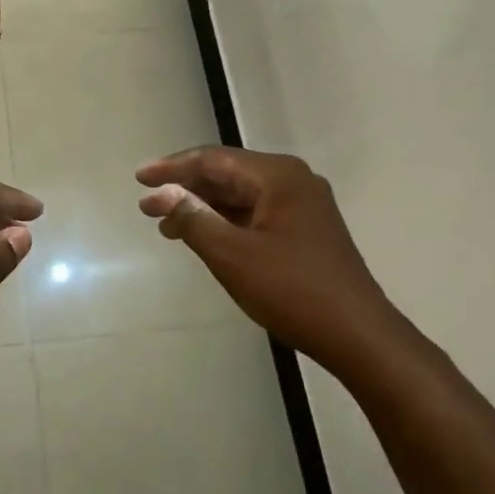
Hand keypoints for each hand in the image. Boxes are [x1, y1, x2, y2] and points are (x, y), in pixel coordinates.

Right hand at [137, 147, 396, 366]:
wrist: (356, 334)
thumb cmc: (291, 289)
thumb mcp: (231, 254)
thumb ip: (193, 218)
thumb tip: (159, 193)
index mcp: (278, 176)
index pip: (214, 159)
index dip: (173, 168)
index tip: (139, 178)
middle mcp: (293, 181)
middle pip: (228, 174)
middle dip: (186, 188)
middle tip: (148, 205)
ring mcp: (303, 206)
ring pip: (241, 196)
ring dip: (204, 207)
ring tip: (167, 225)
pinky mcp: (306, 230)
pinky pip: (256, 214)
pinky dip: (226, 222)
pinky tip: (203, 237)